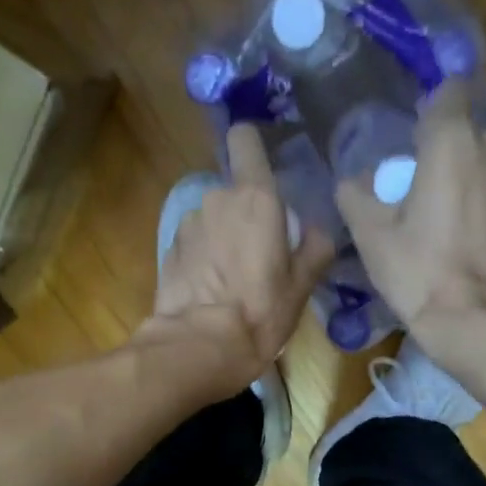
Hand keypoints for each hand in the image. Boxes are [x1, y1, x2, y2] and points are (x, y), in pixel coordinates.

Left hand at [141, 123, 334, 393]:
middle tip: (259, 256)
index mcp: (256, 198)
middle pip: (234, 192)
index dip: (252, 147)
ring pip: (212, 220)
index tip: (263, 171)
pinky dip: (202, 260)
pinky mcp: (168, 251)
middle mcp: (217, 199)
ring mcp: (188, 224)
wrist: (198, 347)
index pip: (245, 139)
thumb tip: (316, 231)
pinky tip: (210, 292)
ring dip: (221, 239)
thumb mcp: (301, 286)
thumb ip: (315, 248)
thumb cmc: (259, 314)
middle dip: (245, 215)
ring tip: (231, 281)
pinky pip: (194, 244)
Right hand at [335, 79, 485, 352]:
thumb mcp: (371, 236)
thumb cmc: (420, 272)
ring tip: (446, 218)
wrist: (479, 323)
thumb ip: (356, 195)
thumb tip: (355, 181)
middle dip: (445, 151)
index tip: (411, 137)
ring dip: (469, 180)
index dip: (428, 108)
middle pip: (467, 132)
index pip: (447, 91)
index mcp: (454, 142)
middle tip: (420, 189)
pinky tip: (470, 242)